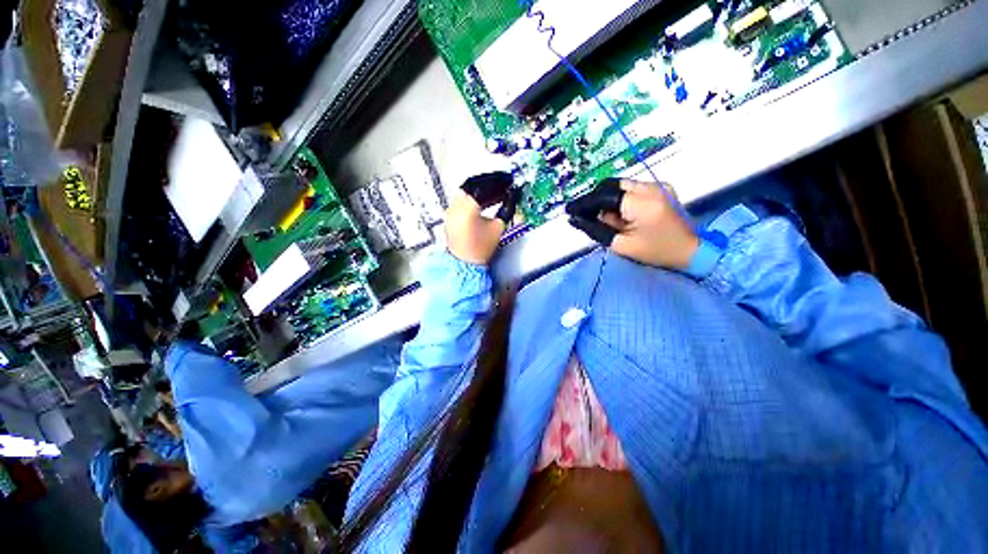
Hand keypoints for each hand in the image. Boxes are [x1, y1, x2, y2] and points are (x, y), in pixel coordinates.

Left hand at [446, 172, 518, 264]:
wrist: (465, 264)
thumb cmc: (480, 249)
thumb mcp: (498, 228)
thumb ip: (506, 208)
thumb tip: (511, 197)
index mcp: (467, 208)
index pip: (484, 186)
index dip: (498, 181)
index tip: (508, 180)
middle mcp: (456, 205)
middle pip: (473, 184)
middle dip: (490, 182)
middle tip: (503, 183)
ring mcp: (451, 209)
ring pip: (467, 190)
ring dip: (483, 188)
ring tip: (497, 191)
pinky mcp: (451, 214)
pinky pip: (463, 198)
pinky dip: (475, 196)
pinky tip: (487, 199)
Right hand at [566, 179, 698, 268]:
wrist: (691, 251)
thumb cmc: (656, 252)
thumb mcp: (622, 245)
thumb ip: (597, 229)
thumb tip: (576, 219)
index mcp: (642, 203)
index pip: (604, 195)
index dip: (584, 203)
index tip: (569, 211)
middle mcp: (651, 187)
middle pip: (611, 185)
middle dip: (595, 200)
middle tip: (585, 217)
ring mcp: (657, 185)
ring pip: (619, 186)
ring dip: (606, 201)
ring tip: (605, 220)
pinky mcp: (660, 188)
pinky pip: (630, 189)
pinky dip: (618, 200)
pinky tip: (619, 215)